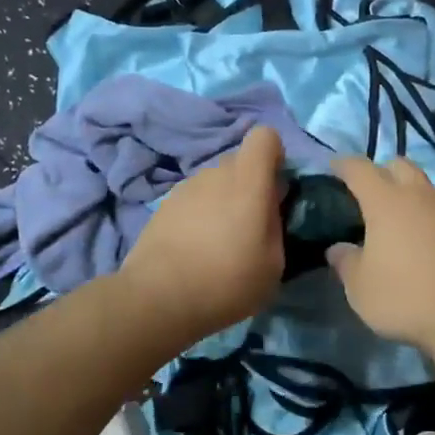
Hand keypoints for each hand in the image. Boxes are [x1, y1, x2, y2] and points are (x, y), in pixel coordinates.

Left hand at [119, 125, 285, 344]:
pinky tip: (195, 249)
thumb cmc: (228, 281)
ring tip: (220, 242)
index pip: (265, 136)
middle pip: (240, 162)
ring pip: (215, 182)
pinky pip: (193, 200)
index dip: (275, 155)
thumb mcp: (274, 263)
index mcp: (248, 181)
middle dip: (250, 184)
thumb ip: (276, 225)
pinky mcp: (163, 206)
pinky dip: (200, 216)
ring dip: (223, 201)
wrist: (158, 298)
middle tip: (252, 224)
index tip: (277, 187)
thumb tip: (269, 209)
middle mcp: (216, 173)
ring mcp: (185, 187)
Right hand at [325, 157, 434, 351]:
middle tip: (376, 190)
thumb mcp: (362, 289)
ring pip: (433, 192)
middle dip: (386, 171)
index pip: (360, 170)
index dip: (345, 165)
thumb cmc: (408, 297)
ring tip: (412, 223)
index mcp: (386, 202)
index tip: (336, 165)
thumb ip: (347, 263)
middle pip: (402, 166)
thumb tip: (337, 249)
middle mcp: (423, 196)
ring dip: (420, 200)